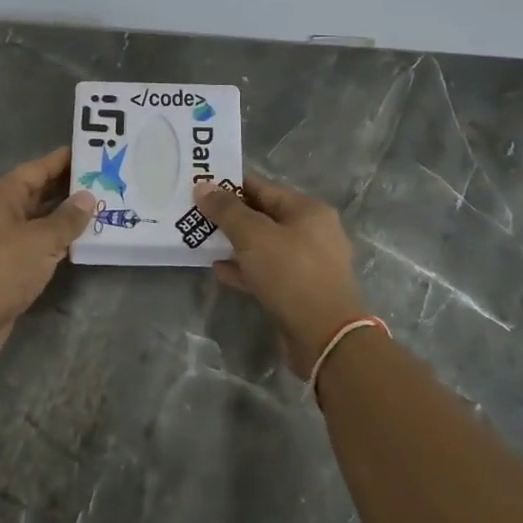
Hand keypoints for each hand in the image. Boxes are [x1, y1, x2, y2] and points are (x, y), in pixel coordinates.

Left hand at [0, 148, 96, 368]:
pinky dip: (57, 241)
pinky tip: (80, 242)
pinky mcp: (6, 267)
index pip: (36, 169)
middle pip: (37, 193)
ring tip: (101, 208)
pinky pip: (37, 244)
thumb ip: (67, 218)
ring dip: (65, 217)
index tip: (91, 152)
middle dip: (68, 188)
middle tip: (104, 181)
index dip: (62, 160)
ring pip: (38, 220)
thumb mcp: (40, 240)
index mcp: (2, 196)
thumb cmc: (2, 268)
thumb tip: (88, 196)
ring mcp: (1, 241)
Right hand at [195, 177, 369, 377]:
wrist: (325, 336)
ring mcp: (308, 264)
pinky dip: (245, 268)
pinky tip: (219, 269)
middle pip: (264, 216)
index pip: (264, 188)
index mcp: (308, 210)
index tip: (202, 186)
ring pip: (265, 246)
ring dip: (235, 244)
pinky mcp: (300, 291)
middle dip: (231, 216)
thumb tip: (203, 186)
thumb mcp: (253, 236)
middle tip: (196, 214)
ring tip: (203, 241)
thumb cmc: (291, 273)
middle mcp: (313, 232)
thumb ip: (226, 210)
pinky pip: (267, 272)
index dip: (231, 186)